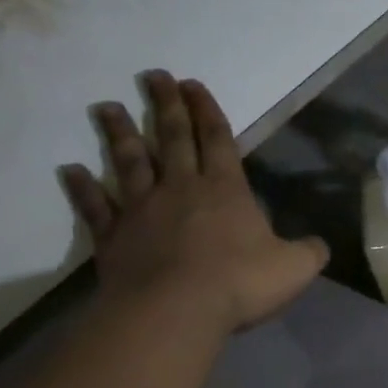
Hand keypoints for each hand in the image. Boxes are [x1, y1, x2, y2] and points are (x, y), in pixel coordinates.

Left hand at [60, 71, 328, 332]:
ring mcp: (142, 210)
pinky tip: (70, 171)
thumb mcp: (295, 268)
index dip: (207, 111)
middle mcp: (181, 189)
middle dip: (165, 106)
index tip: (192, 83)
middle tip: (154, 76)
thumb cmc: (239, 283)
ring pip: (130, 162)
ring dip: (119, 134)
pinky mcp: (114, 237)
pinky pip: (96, 207)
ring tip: (106, 107)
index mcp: (225, 190)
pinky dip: (83, 188)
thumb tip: (318, 245)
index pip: (217, 140)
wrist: (175, 311)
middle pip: (172, 138)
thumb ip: (309, 252)